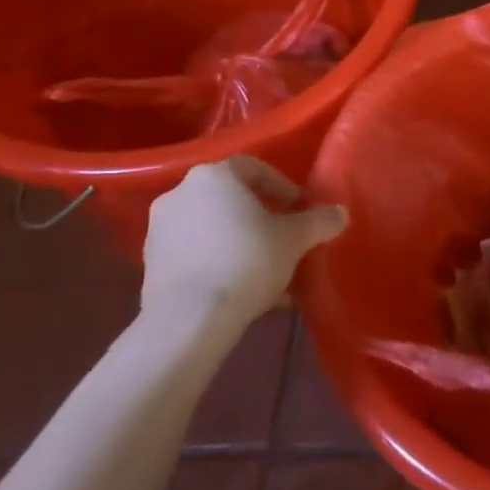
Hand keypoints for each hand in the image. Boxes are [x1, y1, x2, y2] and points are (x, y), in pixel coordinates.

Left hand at [142, 158, 347, 327]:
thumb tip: (340, 213)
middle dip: (261, 218)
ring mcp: (159, 229)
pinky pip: (195, 254)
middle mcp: (180, 192)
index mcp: (214, 175)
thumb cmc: (247, 262)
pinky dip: (218, 263)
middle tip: (285, 240)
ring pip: (212, 228)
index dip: (283, 187)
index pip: (254, 168)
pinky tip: (241, 291)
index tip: (300, 210)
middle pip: (231, 199)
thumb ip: (320, 221)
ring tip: (267, 272)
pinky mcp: (150, 263)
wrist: (188, 320)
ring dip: (240, 243)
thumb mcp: (295, 239)